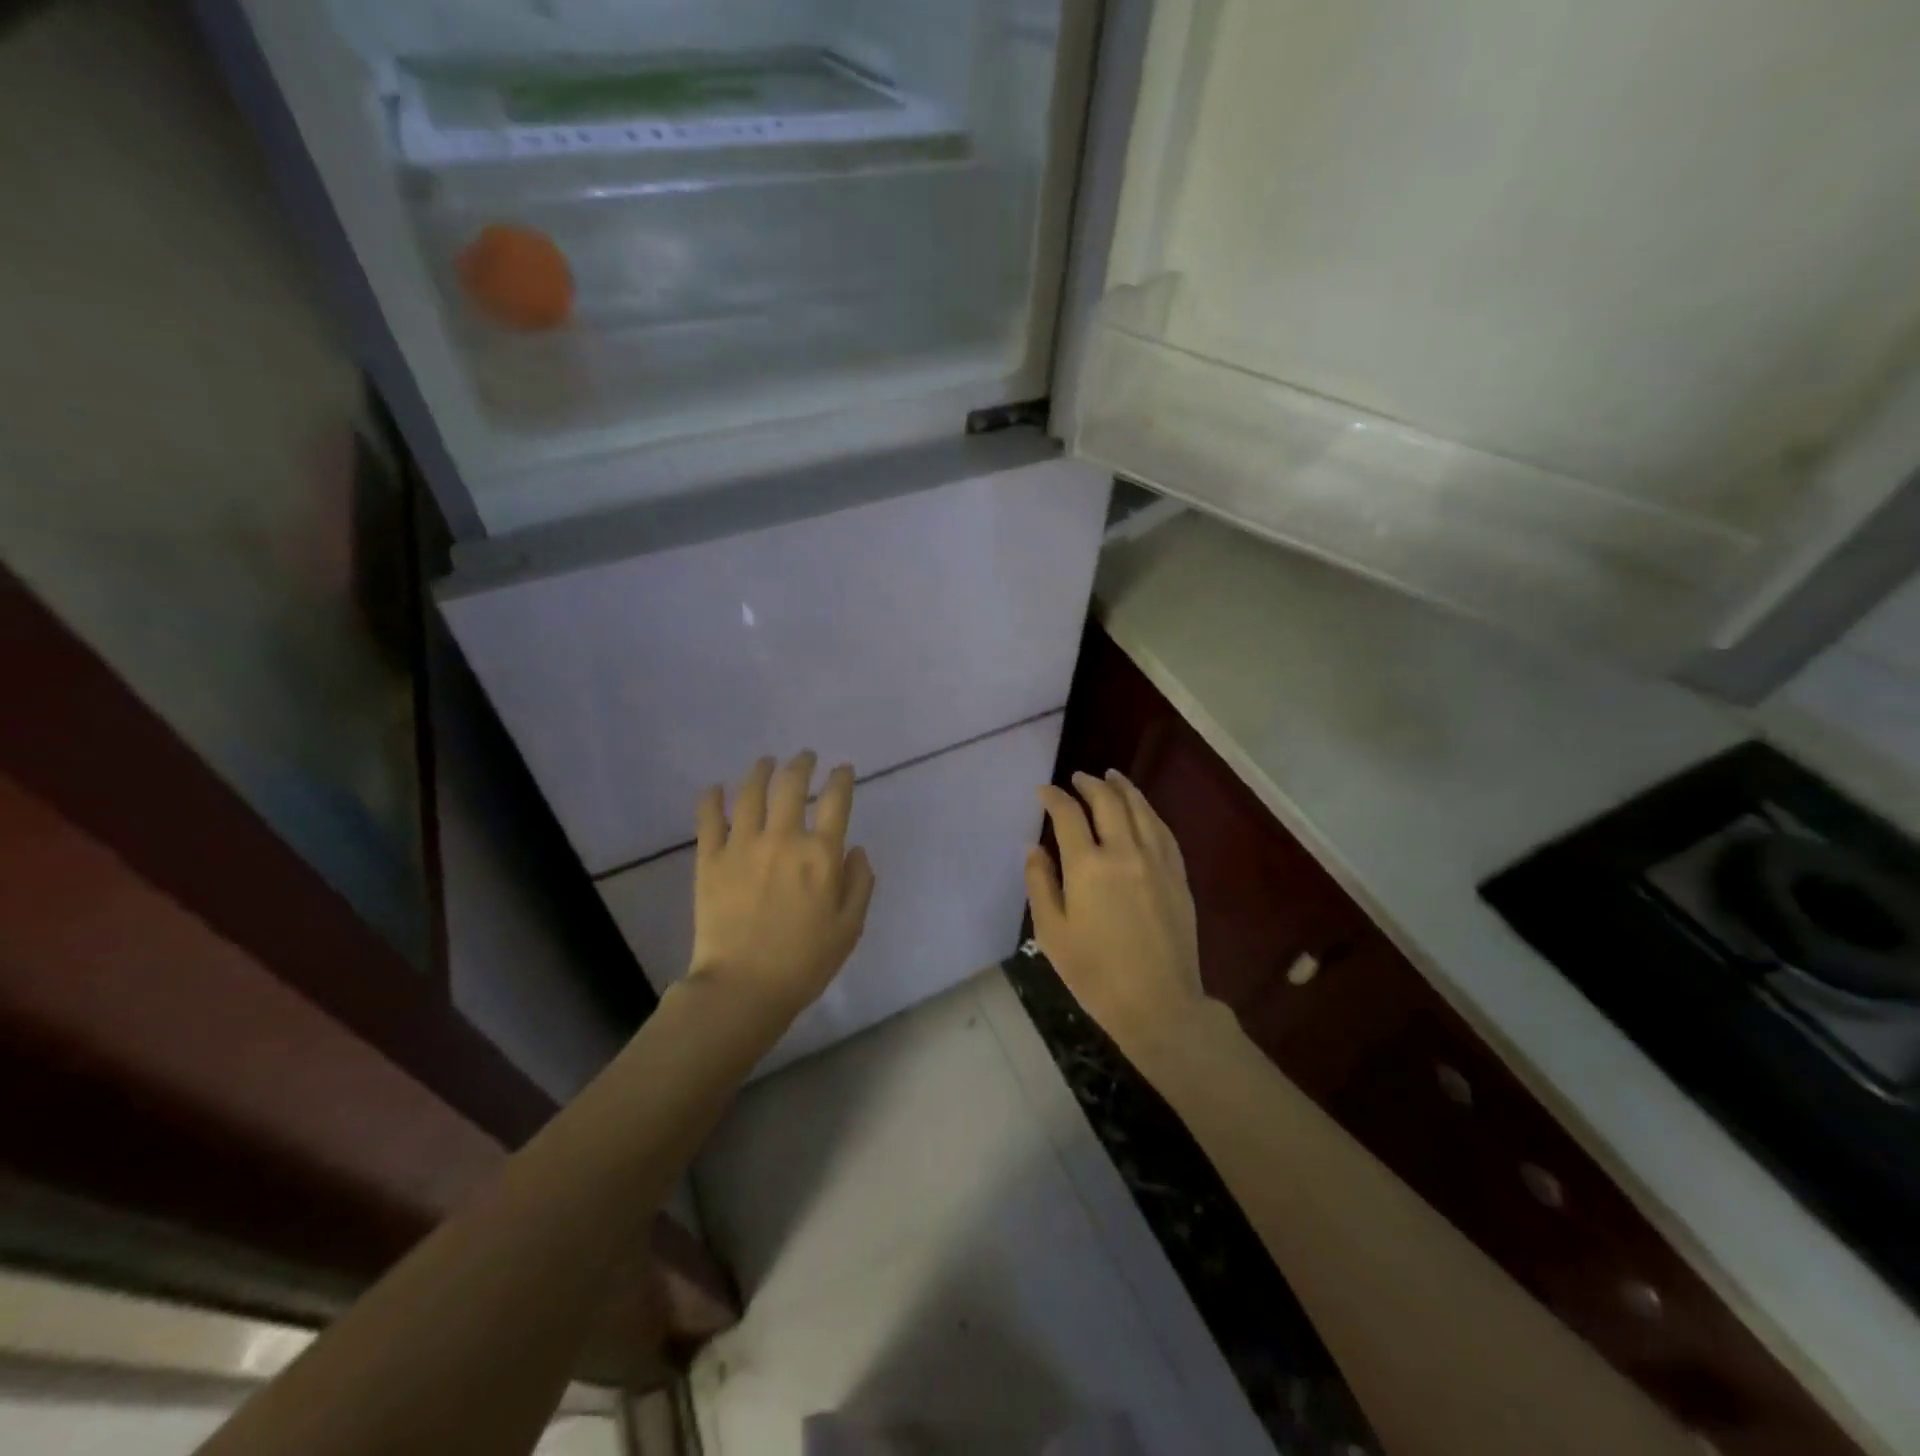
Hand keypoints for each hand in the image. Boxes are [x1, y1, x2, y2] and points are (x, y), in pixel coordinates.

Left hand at [688, 752, 875, 1018]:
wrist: (743, 987)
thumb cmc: (805, 962)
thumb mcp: (850, 927)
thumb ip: (860, 883)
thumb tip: (856, 849)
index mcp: (821, 855)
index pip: (835, 801)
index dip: (841, 778)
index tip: (842, 769)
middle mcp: (783, 839)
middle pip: (791, 785)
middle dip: (801, 764)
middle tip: (805, 757)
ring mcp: (742, 846)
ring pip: (751, 792)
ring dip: (761, 770)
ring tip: (766, 762)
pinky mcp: (710, 859)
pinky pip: (709, 818)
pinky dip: (712, 798)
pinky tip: (715, 788)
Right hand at [1026, 770, 1209, 1061]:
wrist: (1158, 1003)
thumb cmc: (1095, 973)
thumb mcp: (1052, 933)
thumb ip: (1040, 883)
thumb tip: (1034, 847)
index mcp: (1088, 866)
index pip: (1068, 814)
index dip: (1054, 797)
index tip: (1043, 791)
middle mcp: (1124, 852)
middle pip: (1108, 801)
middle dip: (1090, 784)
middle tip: (1078, 778)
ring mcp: (1157, 861)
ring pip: (1141, 809)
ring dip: (1123, 788)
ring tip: (1112, 777)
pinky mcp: (1178, 875)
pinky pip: (1163, 830)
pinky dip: (1149, 812)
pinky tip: (1143, 810)